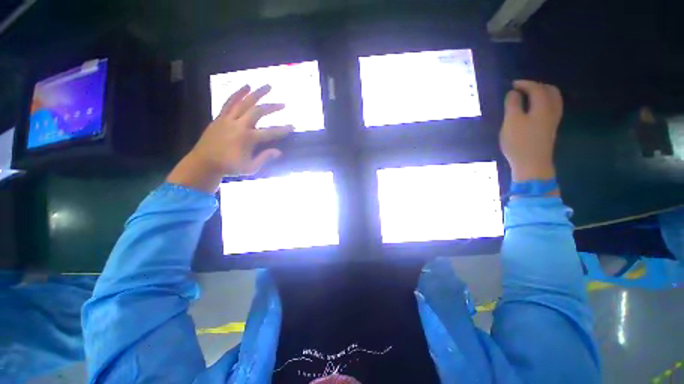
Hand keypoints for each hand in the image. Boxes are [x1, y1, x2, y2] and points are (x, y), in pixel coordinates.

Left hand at [167, 85, 293, 192]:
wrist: (204, 163)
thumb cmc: (229, 167)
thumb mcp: (250, 168)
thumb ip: (264, 158)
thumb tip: (279, 152)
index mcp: (248, 139)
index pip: (270, 132)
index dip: (283, 129)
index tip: (293, 126)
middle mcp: (239, 125)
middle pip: (258, 111)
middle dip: (272, 107)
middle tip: (283, 104)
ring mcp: (228, 119)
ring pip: (244, 102)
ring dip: (257, 93)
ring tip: (267, 86)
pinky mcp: (220, 117)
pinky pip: (229, 102)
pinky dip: (238, 93)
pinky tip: (246, 86)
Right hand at [500, 80, 562, 181]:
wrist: (532, 164)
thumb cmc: (519, 142)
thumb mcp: (511, 122)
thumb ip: (513, 105)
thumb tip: (514, 93)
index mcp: (543, 107)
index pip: (536, 89)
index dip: (525, 84)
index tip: (512, 84)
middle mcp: (552, 110)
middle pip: (551, 91)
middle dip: (537, 86)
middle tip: (523, 88)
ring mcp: (553, 120)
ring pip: (553, 100)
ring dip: (542, 93)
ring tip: (529, 96)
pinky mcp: (550, 129)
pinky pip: (551, 108)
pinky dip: (544, 102)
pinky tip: (534, 108)